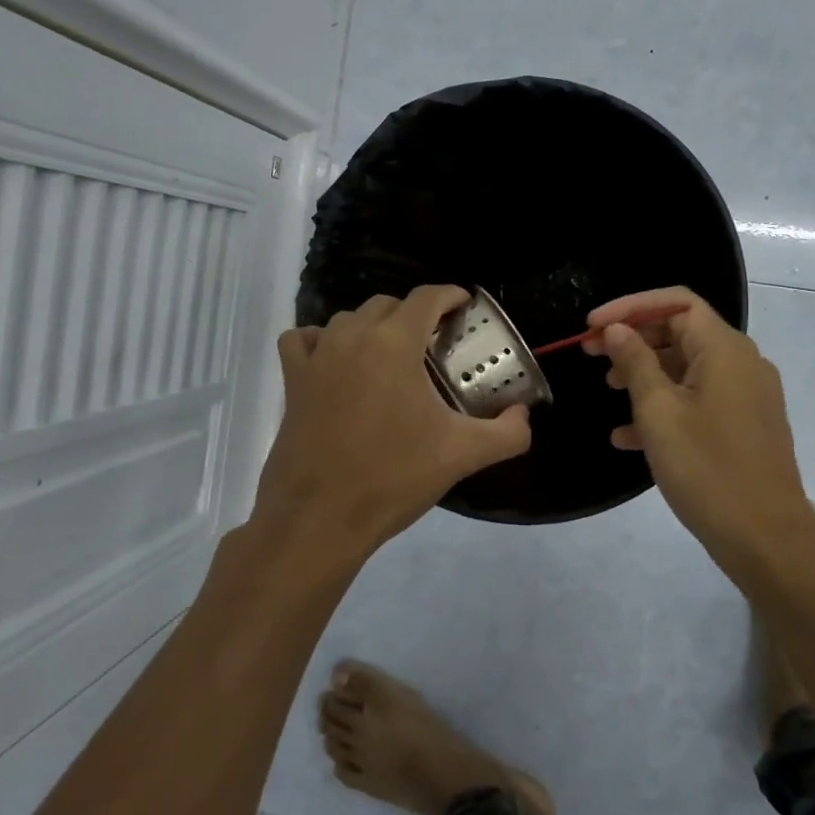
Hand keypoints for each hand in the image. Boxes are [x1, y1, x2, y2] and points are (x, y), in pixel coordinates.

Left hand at [253, 286, 531, 564]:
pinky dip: (320, 341)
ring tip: (390, 356)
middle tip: (434, 343)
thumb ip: (507, 433)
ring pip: (347, 319)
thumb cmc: (394, 478)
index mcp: (393, 344)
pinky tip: (336, 362)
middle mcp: (351, 338)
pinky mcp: (292, 381)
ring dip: (372, 327)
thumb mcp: (463, 455)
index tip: (464, 306)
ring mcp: (316, 358)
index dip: (450, 295)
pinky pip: (303, 340)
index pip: (426, 298)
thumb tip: (523, 416)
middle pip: (386, 304)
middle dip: (414, 314)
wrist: (320, 519)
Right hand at [587, 288, 814, 588]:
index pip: (676, 302)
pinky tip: (628, 436)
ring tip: (608, 390)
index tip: (592, 326)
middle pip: (681, 332)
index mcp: (724, 349)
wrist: (766, 538)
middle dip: (633, 339)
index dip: (630, 307)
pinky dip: (665, 406)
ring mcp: (747, 395)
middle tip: (590, 354)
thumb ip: (635, 363)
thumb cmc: (707, 468)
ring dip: (646, 373)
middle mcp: (742, 362)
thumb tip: (617, 330)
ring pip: (687, 368)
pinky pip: (700, 400)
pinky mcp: (745, 424)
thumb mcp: (659, 412)